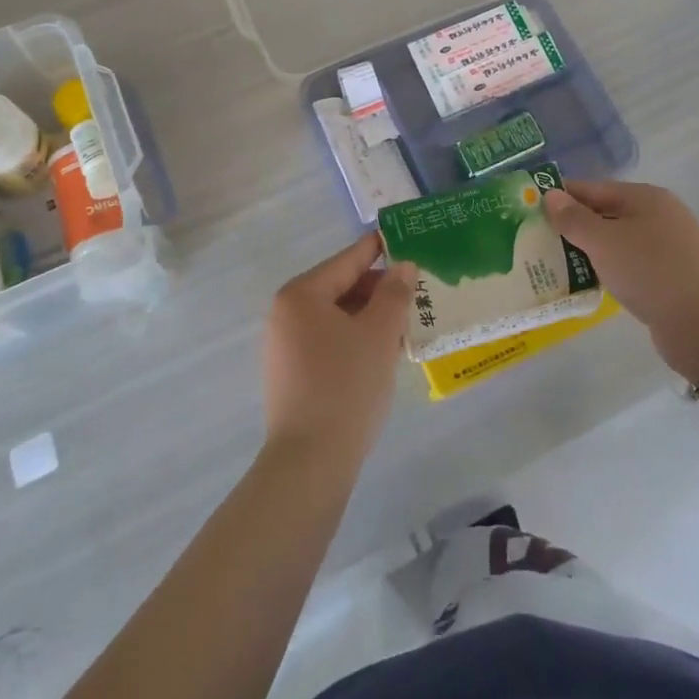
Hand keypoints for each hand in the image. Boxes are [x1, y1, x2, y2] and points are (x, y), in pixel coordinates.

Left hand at [263, 232, 410, 468]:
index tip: (399, 236)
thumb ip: (394, 294)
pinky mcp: (290, 374)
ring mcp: (284, 345)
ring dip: (368, 317)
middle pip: (339, 288)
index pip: (346, 261)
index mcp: (301, 294)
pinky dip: (354, 339)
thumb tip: (403, 266)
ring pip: (335, 317)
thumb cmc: (346, 386)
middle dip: (377, 289)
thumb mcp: (379, 334)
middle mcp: (285, 313)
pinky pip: (327, 341)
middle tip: (415, 291)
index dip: (376, 249)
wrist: (310, 462)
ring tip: (405, 322)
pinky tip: (381, 352)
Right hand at [544, 181, 698, 384]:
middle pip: (607, 213)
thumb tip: (550, 195)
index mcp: (646, 197)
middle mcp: (661, 215)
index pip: (594, 188)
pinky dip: (611, 269)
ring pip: (620, 241)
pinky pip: (632, 265)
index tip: (532, 208)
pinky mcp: (674, 277)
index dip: (563, 196)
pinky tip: (594, 282)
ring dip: (592, 250)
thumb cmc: (650, 272)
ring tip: (558, 263)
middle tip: (540, 238)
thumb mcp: (603, 241)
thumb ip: (573, 218)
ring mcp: (671, 247)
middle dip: (575, 225)